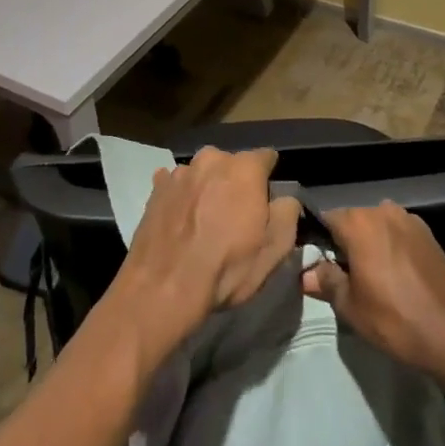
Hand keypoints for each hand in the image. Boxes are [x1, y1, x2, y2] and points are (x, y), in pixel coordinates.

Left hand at [113, 147, 299, 359]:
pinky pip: (176, 184)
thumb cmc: (226, 268)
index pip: (266, 158)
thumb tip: (285, 199)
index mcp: (244, 168)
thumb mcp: (274, 249)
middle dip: (236, 183)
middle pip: (232, 164)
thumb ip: (288, 214)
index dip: (269, 178)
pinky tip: (180, 220)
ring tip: (204, 221)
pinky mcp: (156, 187)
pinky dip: (182, 196)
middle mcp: (211, 159)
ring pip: (203, 173)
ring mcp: (180, 171)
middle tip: (235, 215)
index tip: (268, 200)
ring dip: (207, 188)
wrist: (163, 287)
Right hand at [302, 202, 444, 385]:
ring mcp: (410, 220)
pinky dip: (392, 249)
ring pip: (377, 227)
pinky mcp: (430, 235)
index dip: (319, 242)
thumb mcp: (351, 307)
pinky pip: (399, 235)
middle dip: (345, 244)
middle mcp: (383, 211)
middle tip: (344, 278)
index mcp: (360, 223)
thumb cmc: (396, 321)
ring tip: (372, 280)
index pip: (326, 220)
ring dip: (370, 246)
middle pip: (353, 221)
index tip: (319, 267)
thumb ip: (326, 282)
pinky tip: (397, 278)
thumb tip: (305, 273)